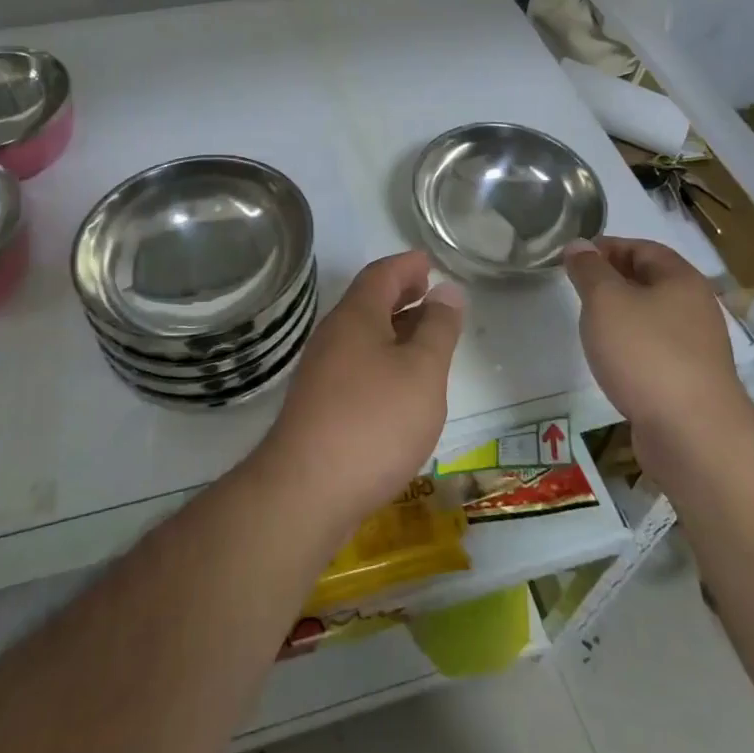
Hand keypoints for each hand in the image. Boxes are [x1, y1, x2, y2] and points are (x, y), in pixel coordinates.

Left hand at [255, 251, 463, 534]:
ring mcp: (321, 372)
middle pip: (367, 302)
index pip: (381, 274)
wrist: (306, 491)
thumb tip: (447, 291)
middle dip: (399, 293)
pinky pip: (356, 364)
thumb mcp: (422, 372)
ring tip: (422, 335)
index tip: (428, 261)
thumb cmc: (373, 421)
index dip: (406, 265)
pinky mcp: (319, 405)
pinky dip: (382, 358)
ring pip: (362, 335)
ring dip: (392, 327)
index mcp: (356, 317)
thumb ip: (438, 329)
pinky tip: (398, 384)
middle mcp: (333, 336)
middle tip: (427, 290)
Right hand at [563, 237, 753, 444]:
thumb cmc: (646, 354)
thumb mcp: (605, 301)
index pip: (643, 248)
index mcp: (681, 279)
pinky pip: (655, 350)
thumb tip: (579, 246)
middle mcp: (695, 308)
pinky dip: (632, 347)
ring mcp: (697, 347)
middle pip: (649, 281)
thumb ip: (589, 270)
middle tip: (577, 289)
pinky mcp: (690, 381)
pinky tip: (612, 361)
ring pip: (652, 317)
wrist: (693, 435)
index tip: (575, 258)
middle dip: (612, 280)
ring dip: (621, 316)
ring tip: (590, 324)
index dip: (608, 247)